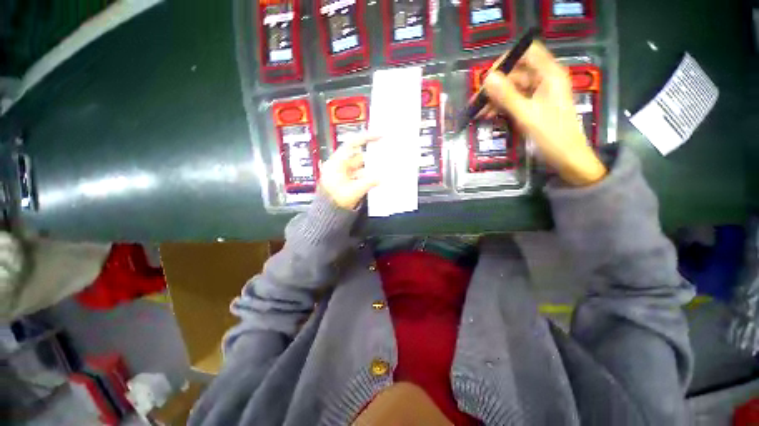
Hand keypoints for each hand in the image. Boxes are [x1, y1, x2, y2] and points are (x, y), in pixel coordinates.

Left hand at [319, 134, 379, 209]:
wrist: (327, 214)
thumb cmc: (335, 201)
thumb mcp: (354, 191)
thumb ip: (369, 182)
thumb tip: (381, 177)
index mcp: (337, 163)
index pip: (352, 144)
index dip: (366, 138)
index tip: (379, 136)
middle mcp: (340, 165)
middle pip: (359, 156)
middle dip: (372, 156)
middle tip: (386, 155)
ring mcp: (344, 174)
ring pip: (361, 166)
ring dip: (371, 168)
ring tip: (385, 167)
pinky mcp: (347, 181)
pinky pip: (360, 175)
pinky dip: (368, 176)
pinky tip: (377, 178)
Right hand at [481, 42, 606, 185]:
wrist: (567, 158)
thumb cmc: (552, 136)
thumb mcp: (527, 115)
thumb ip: (507, 96)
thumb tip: (488, 78)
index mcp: (549, 75)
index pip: (527, 52)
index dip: (506, 60)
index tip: (488, 78)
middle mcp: (544, 80)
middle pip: (516, 72)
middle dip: (495, 85)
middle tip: (477, 101)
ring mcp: (538, 94)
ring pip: (511, 88)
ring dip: (494, 99)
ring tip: (477, 112)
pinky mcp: (532, 106)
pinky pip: (513, 101)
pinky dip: (499, 107)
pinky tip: (487, 116)